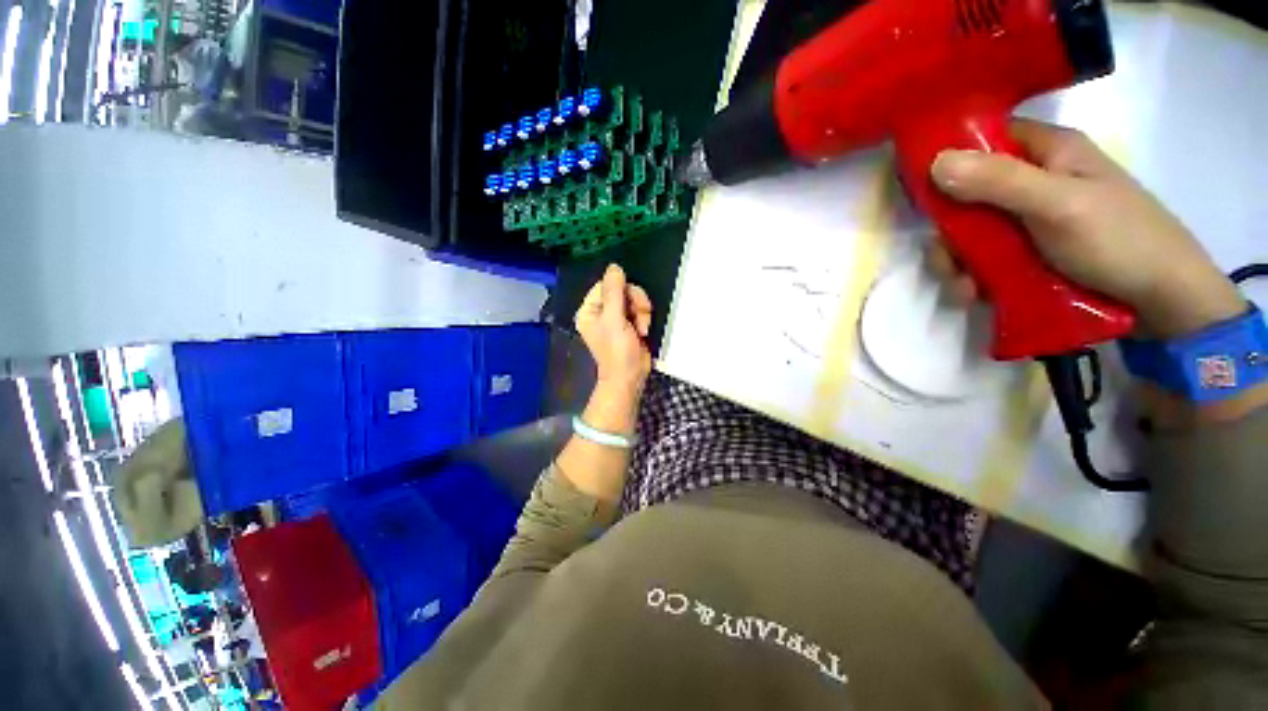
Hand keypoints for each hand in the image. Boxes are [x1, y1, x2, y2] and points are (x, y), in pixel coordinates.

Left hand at [575, 264, 653, 399]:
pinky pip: (639, 310)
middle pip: (622, 291)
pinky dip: (644, 318)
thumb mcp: (614, 319)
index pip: (606, 285)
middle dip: (635, 303)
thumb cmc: (618, 351)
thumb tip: (614, 266)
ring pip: (633, 299)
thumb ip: (614, 292)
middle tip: (640, 319)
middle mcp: (600, 312)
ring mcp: (615, 319)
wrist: (630, 377)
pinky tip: (644, 332)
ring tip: (642, 329)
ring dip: (642, 312)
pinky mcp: (629, 325)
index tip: (630, 304)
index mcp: (589, 310)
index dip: (621, 291)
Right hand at [927, 119, 1244, 338]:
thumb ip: (1000, 182)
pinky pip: (986, 257)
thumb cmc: (1119, 241)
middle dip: (951, 231)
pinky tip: (975, 294)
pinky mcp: (1031, 251)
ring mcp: (1032, 219)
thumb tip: (935, 162)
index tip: (922, 193)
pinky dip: (973, 276)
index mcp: (1047, 152)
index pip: (985, 140)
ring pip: (973, 231)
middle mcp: (1036, 180)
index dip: (949, 161)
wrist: (1163, 302)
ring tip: (965, 288)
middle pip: (970, 194)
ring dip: (959, 261)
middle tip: (948, 259)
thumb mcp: (1059, 206)